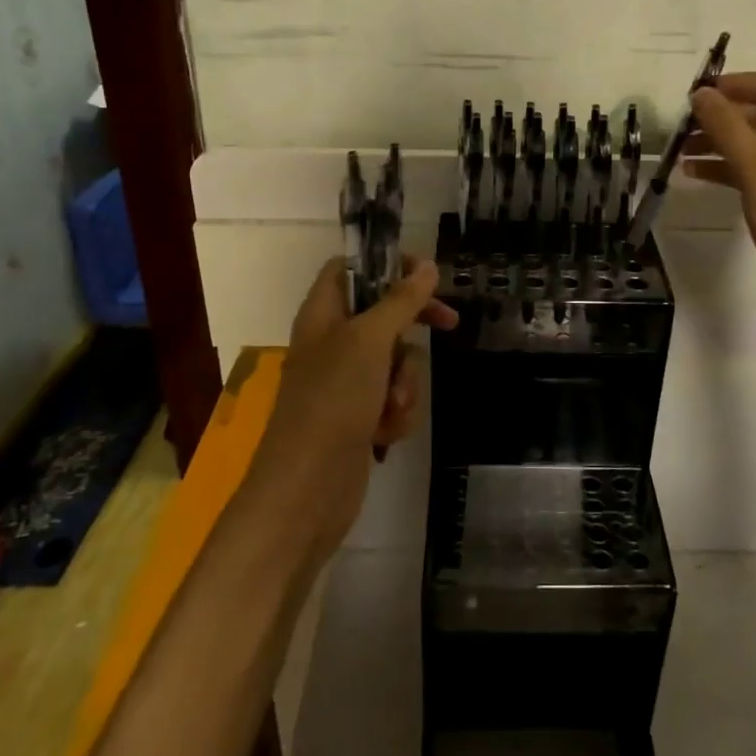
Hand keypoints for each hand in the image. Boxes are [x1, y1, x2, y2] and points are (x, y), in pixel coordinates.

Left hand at [242, 257, 458, 563]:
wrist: (307, 490)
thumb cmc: (333, 402)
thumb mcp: (369, 341)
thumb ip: (401, 301)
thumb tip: (427, 267)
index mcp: (323, 314)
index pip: (351, 268)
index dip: (388, 264)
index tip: (426, 274)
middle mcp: (332, 343)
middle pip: (383, 314)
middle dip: (412, 329)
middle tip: (448, 323)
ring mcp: (346, 382)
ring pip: (396, 361)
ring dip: (404, 382)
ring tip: (391, 406)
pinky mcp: (359, 416)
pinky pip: (393, 398)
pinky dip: (396, 412)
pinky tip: (386, 433)